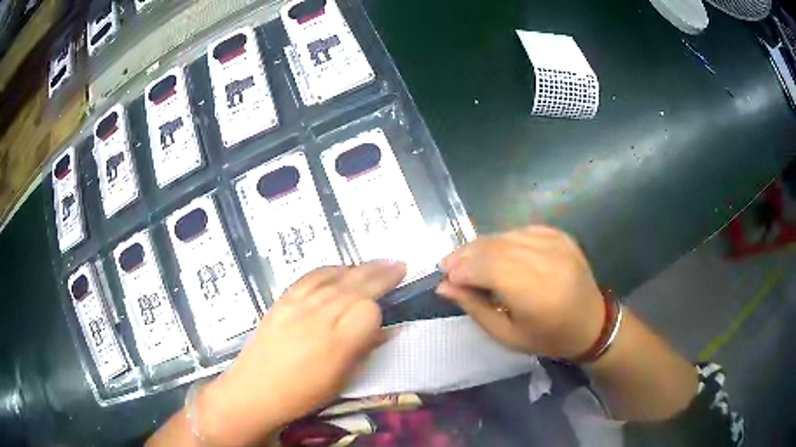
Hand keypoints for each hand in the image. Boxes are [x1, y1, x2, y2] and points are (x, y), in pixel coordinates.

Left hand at [197, 261, 406, 445]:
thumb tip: (386, 331)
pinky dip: (329, 269)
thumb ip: (364, 350)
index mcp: (337, 343)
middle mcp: (318, 316)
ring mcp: (297, 304)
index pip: (369, 310)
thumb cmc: (301, 395)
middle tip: (399, 264)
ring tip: (377, 263)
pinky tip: (340, 268)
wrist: (253, 391)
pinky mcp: (282, 300)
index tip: (384, 317)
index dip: (380, 312)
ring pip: (335, 277)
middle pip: (356, 286)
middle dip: (381, 274)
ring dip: (359, 268)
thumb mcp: (341, 381)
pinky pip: (310, 276)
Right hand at [437, 226, 603, 358]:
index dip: (462, 269)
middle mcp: (547, 262)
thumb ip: (475, 308)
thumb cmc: (548, 337)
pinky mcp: (561, 236)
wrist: (592, 323)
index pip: (488, 268)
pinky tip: (495, 252)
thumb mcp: (507, 335)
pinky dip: (503, 240)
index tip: (445, 277)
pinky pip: (521, 231)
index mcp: (536, 294)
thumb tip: (444, 286)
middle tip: (448, 265)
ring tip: (467, 259)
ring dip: (481, 246)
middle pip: (494, 248)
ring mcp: (556, 244)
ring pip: (506, 236)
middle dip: (466, 255)